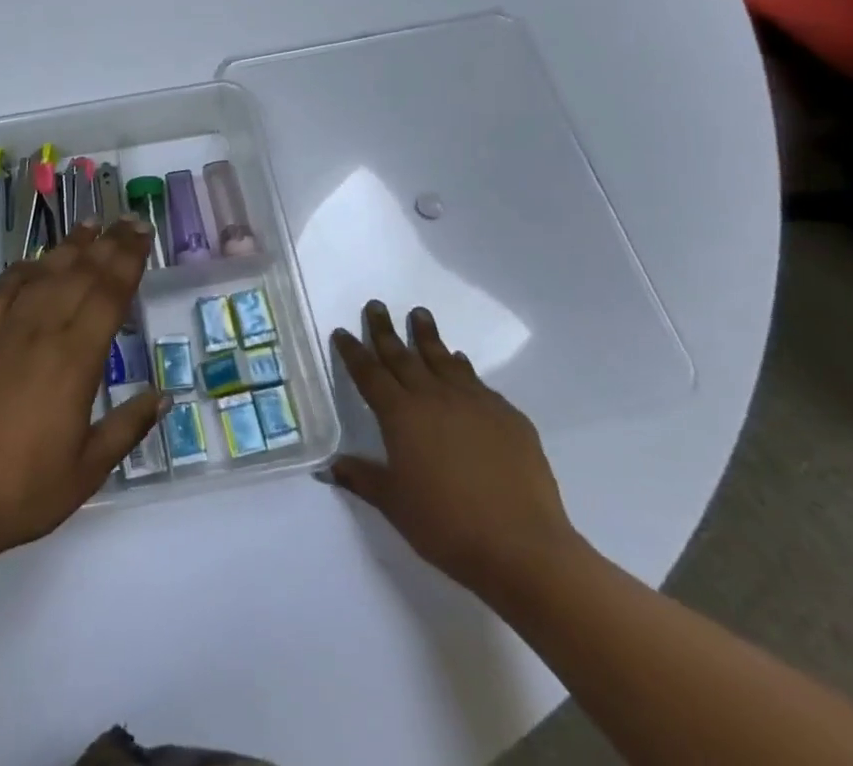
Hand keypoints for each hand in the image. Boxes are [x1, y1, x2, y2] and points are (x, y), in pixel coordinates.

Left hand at [0, 220, 167, 564]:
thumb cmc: (22, 490)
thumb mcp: (87, 470)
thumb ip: (127, 427)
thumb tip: (164, 397)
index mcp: (74, 360)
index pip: (109, 294)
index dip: (129, 260)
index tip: (143, 234)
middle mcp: (41, 331)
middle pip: (80, 274)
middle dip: (109, 243)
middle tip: (128, 220)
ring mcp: (3, 330)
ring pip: (43, 274)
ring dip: (69, 247)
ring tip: (89, 225)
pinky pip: (1, 289)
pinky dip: (21, 269)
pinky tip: (32, 262)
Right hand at [330, 301, 583, 602]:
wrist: (522, 547)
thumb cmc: (446, 525)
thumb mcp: (394, 504)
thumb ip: (362, 478)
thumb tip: (329, 467)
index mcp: (400, 414)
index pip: (369, 373)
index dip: (353, 352)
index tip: (343, 331)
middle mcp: (433, 397)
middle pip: (403, 355)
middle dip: (385, 329)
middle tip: (377, 305)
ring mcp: (474, 402)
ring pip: (443, 359)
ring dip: (428, 336)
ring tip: (420, 314)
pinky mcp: (508, 416)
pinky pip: (477, 382)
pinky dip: (463, 367)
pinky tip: (461, 364)